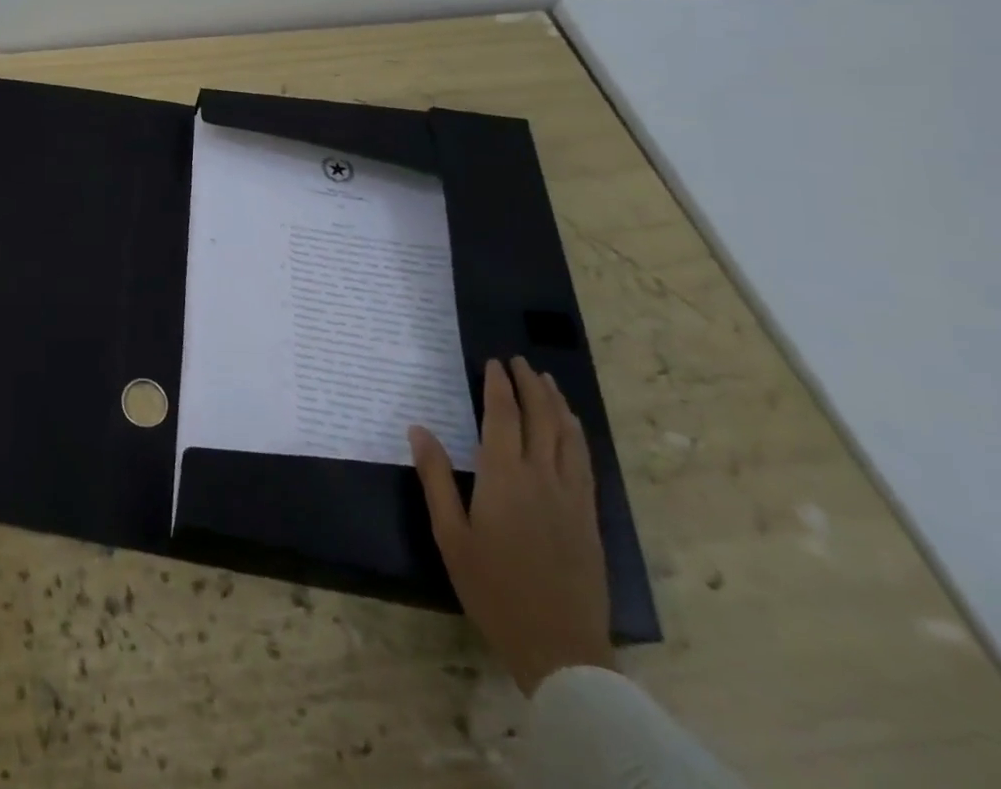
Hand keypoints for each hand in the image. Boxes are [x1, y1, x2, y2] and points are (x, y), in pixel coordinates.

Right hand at [409, 357, 614, 694]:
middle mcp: (542, 477)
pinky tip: (572, 428)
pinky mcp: (589, 518)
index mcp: (504, 477)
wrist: (558, 646)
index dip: (499, 386)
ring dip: (557, 404)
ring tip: (547, 382)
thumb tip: (419, 428)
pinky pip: (585, 462)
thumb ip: (435, 477)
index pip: (503, 417)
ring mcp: (571, 497)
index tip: (494, 362)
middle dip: (530, 386)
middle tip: (519, 361)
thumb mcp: (450, 533)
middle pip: (541, 419)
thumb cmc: (492, 587)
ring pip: (569, 437)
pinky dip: (577, 435)